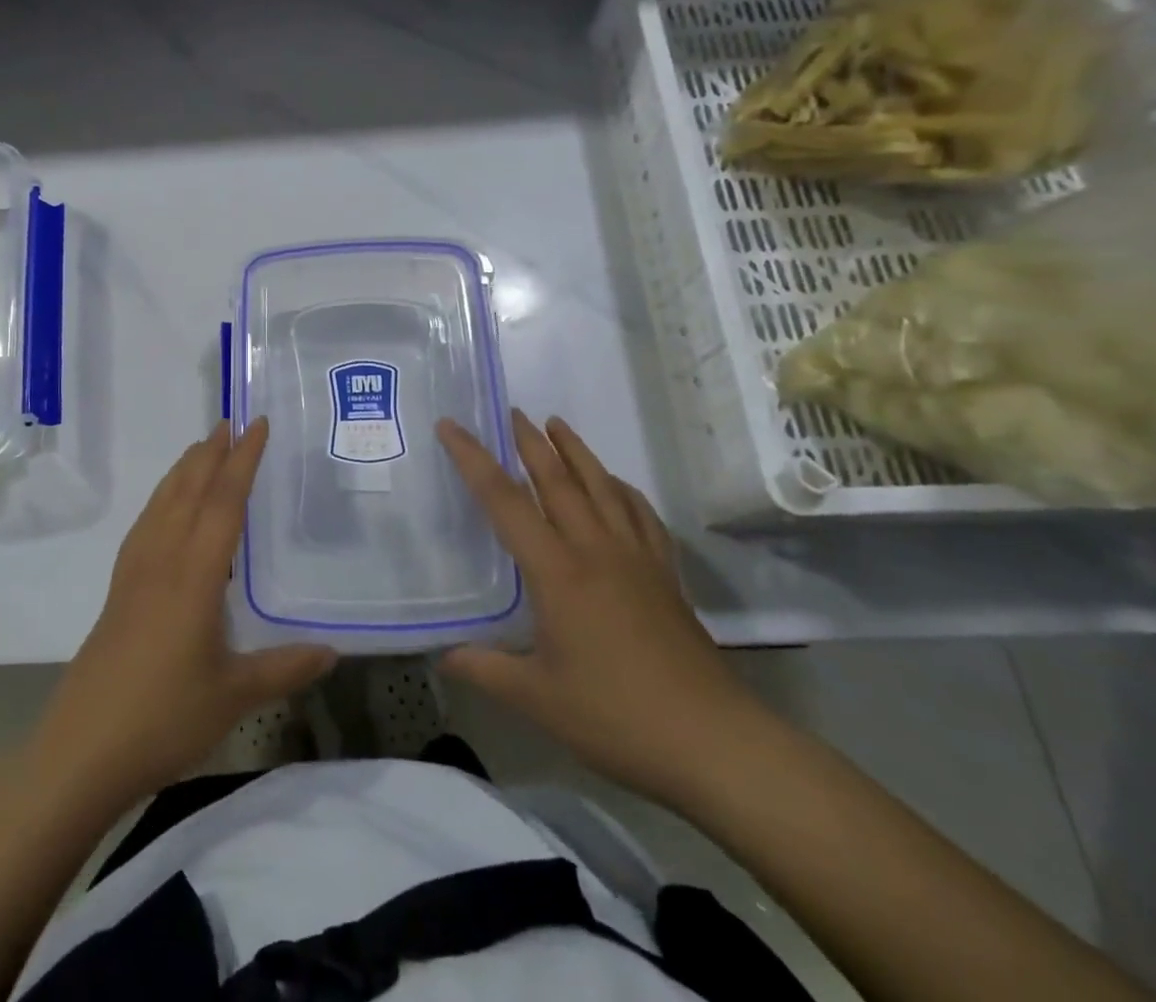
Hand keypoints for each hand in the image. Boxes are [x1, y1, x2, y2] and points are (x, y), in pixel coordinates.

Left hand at [33, 418, 336, 804]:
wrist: (82, 749)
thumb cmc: (163, 718)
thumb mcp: (235, 696)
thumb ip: (285, 668)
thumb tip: (333, 651)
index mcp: (195, 574)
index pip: (223, 502)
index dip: (243, 460)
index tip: (257, 425)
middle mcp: (162, 560)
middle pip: (188, 490)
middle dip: (211, 453)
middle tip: (230, 422)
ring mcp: (134, 573)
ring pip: (162, 504)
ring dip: (183, 470)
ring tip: (201, 449)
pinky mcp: (118, 591)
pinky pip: (144, 526)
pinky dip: (161, 500)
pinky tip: (165, 510)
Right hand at [435, 410, 768, 809]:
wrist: (714, 743)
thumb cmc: (617, 717)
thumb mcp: (536, 699)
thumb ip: (484, 669)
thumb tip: (441, 655)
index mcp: (557, 571)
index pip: (504, 500)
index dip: (473, 459)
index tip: (451, 425)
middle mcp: (595, 550)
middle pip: (557, 480)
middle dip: (530, 442)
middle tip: (511, 411)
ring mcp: (636, 559)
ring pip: (602, 487)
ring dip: (576, 451)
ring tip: (557, 424)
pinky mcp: (665, 576)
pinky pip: (641, 516)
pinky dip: (623, 490)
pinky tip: (616, 486)